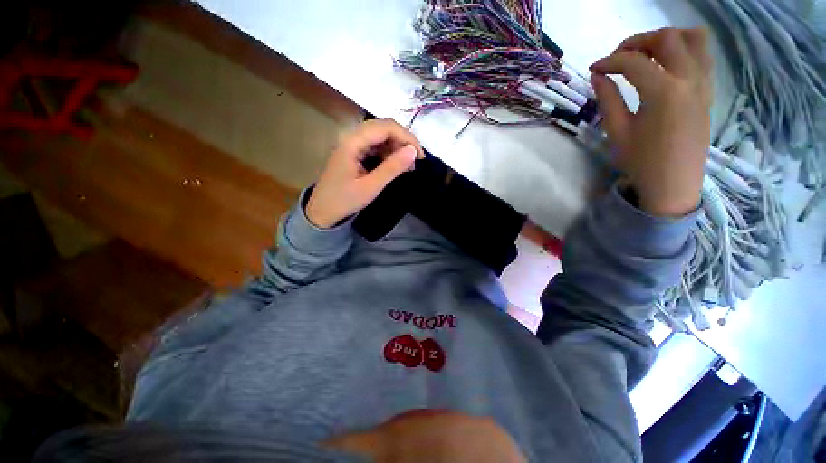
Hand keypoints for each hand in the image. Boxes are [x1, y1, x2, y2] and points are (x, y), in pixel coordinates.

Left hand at [306, 119, 422, 228]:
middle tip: (416, 159)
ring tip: (408, 165)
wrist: (322, 212)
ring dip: (396, 147)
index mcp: (352, 143)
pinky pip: (375, 146)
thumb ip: (392, 168)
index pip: (385, 127)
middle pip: (382, 127)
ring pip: (379, 136)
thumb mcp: (371, 186)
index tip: (420, 155)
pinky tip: (395, 165)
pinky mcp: (354, 153)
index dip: (406, 137)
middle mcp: (351, 138)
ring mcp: (352, 145)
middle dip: (403, 140)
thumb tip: (413, 152)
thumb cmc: (345, 201)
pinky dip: (388, 153)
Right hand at [590, 28, 712, 216]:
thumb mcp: (617, 132)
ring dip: (669, 38)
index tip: (594, 69)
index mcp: (663, 92)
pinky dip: (685, 51)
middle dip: (638, 41)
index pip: (633, 62)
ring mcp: (703, 84)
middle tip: (619, 57)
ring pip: (695, 39)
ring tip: (648, 54)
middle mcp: (689, 80)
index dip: (609, 61)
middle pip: (667, 38)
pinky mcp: (708, 92)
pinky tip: (667, 66)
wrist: (673, 185)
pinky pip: (704, 57)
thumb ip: (608, 99)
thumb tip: (597, 76)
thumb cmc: (641, 162)